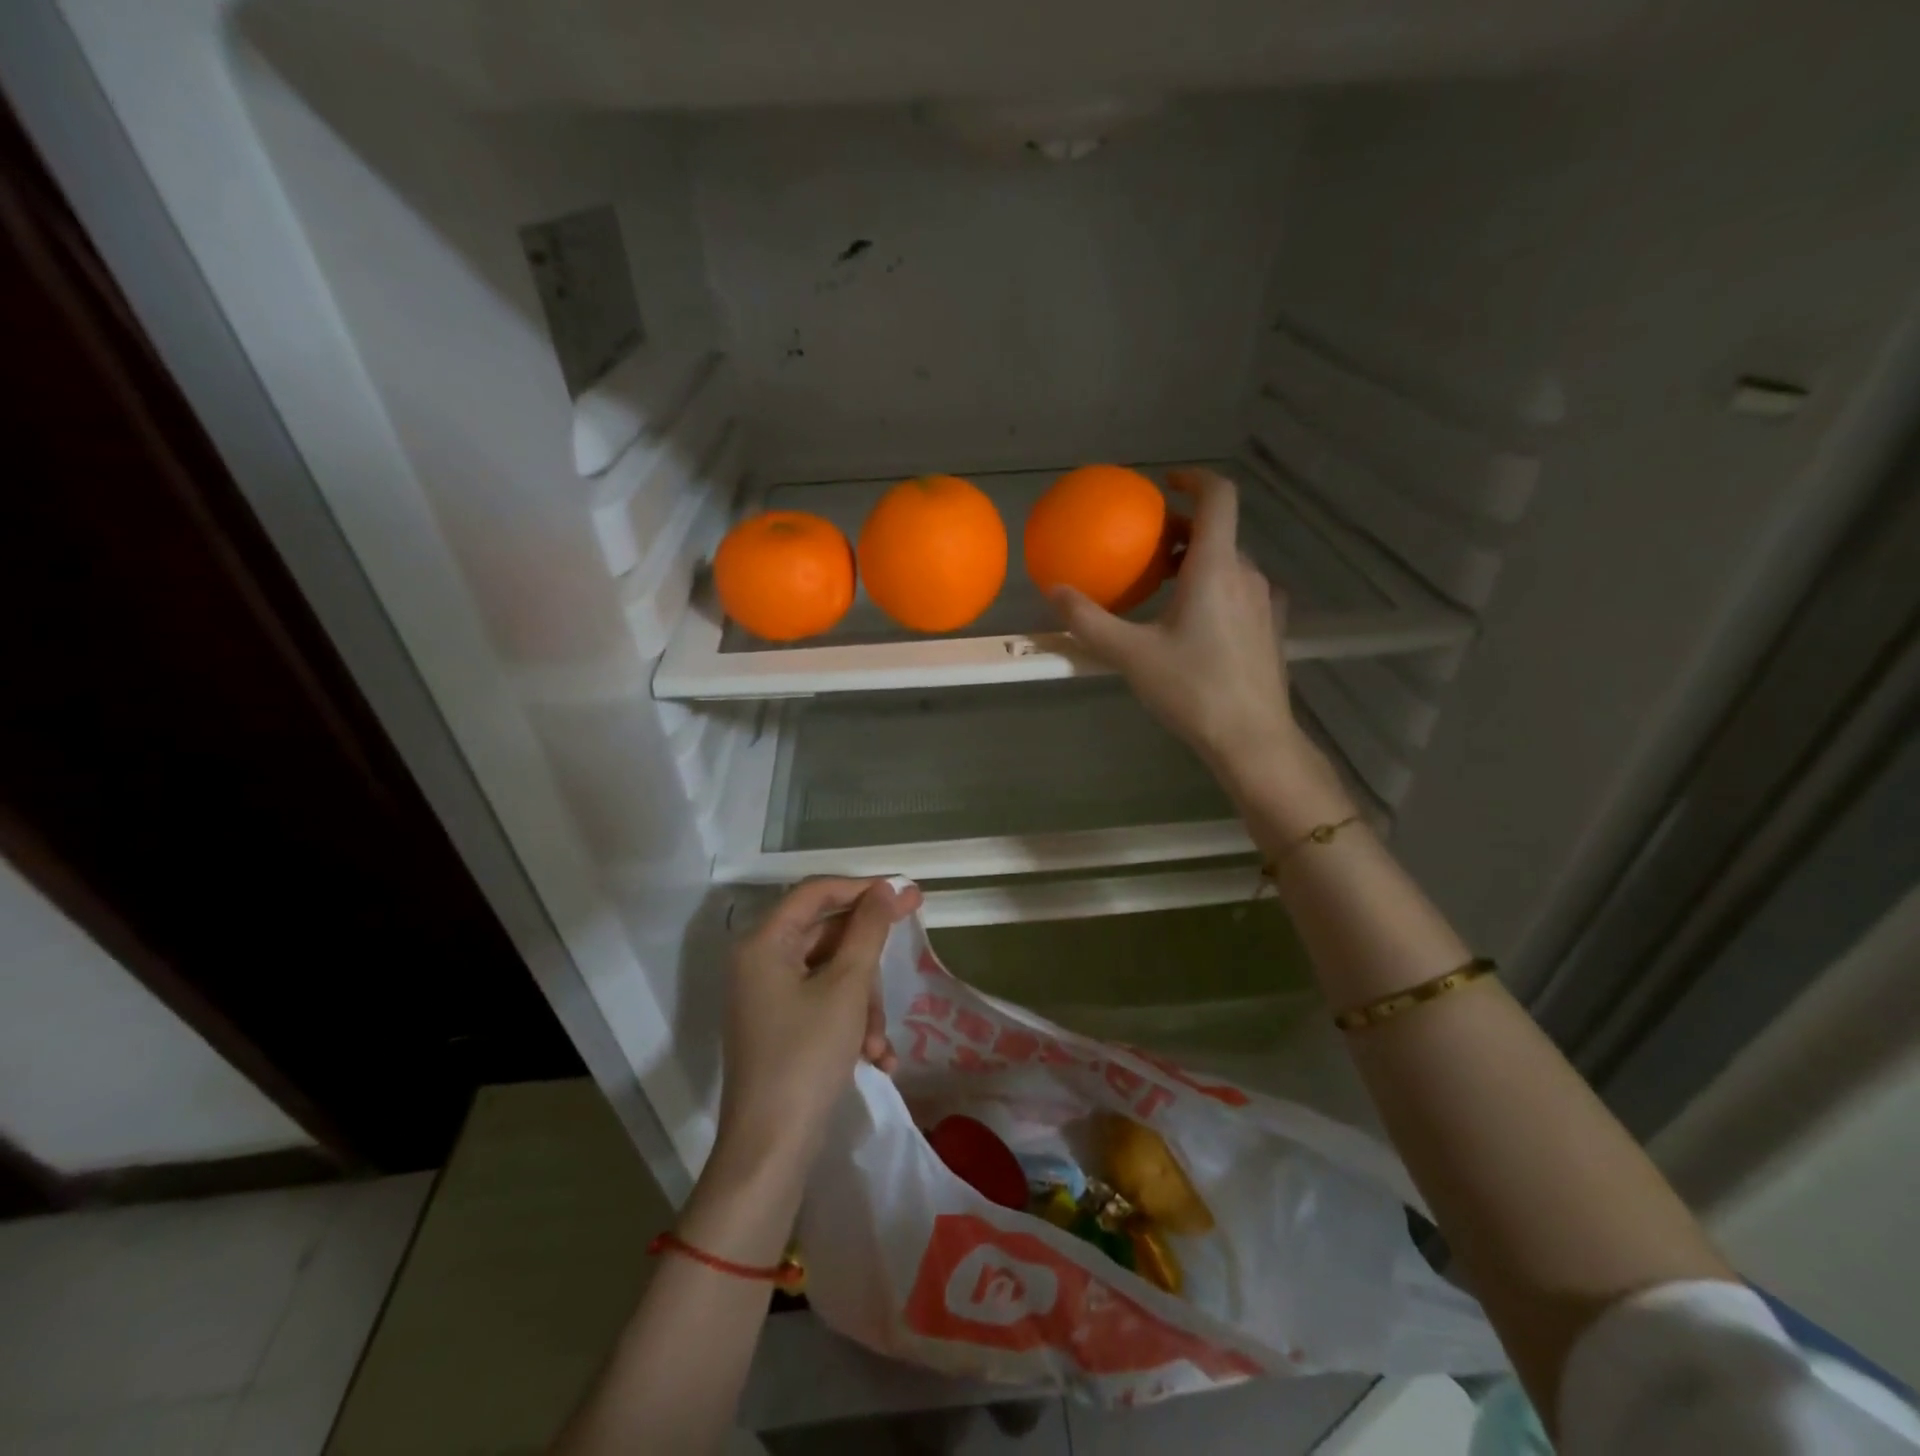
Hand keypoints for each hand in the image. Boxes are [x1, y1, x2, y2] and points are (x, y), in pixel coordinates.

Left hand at [712, 876, 921, 1180]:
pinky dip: (851, 1024)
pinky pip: (823, 1005)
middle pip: (827, 936)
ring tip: (879, 1043)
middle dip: (866, 964)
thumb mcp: (846, 987)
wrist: (770, 1151)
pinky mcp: (780, 1027)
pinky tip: (876, 1058)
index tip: (907, 894)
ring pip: (832, 975)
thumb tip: (889, 886)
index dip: (863, 888)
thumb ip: (869, 929)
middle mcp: (760, 962)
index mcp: (764, 942)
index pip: (817, 892)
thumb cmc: (806, 1057)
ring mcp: (768, 997)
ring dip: (864, 1004)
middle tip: (907, 960)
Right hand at [1050, 468, 1304, 788]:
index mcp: (1215, 568)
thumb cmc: (1191, 689)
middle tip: (1146, 548)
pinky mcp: (1270, 629)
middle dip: (1182, 531)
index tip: (1166, 484)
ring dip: (1196, 563)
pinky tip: (1195, 622)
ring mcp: (1264, 603)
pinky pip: (1241, 592)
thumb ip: (1089, 621)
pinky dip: (1215, 589)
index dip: (1194, 479)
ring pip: (1230, 564)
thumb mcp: (1130, 655)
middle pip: (1219, 533)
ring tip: (1163, 588)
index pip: (1218, 497)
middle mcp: (1246, 575)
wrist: (1251, 739)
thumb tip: (1054, 591)